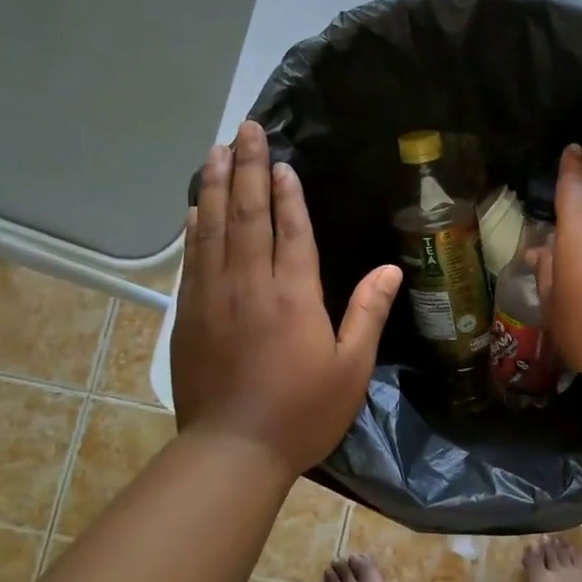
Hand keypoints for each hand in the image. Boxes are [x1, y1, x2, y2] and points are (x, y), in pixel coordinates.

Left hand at [172, 121, 401, 475]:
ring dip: (214, 186)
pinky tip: (195, 208)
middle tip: (246, 130)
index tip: (282, 162)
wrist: (233, 451)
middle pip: (246, 215)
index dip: (288, 194)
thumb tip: (392, 270)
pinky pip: (192, 259)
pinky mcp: (189, 316)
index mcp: (294, 297)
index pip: (291, 231)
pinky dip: (194, 228)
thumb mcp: (351, 368)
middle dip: (246, 169)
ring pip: (212, 229)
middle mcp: (249, 285)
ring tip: (216, 151)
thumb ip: (368, 313)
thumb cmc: (303, 412)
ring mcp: (213, 298)